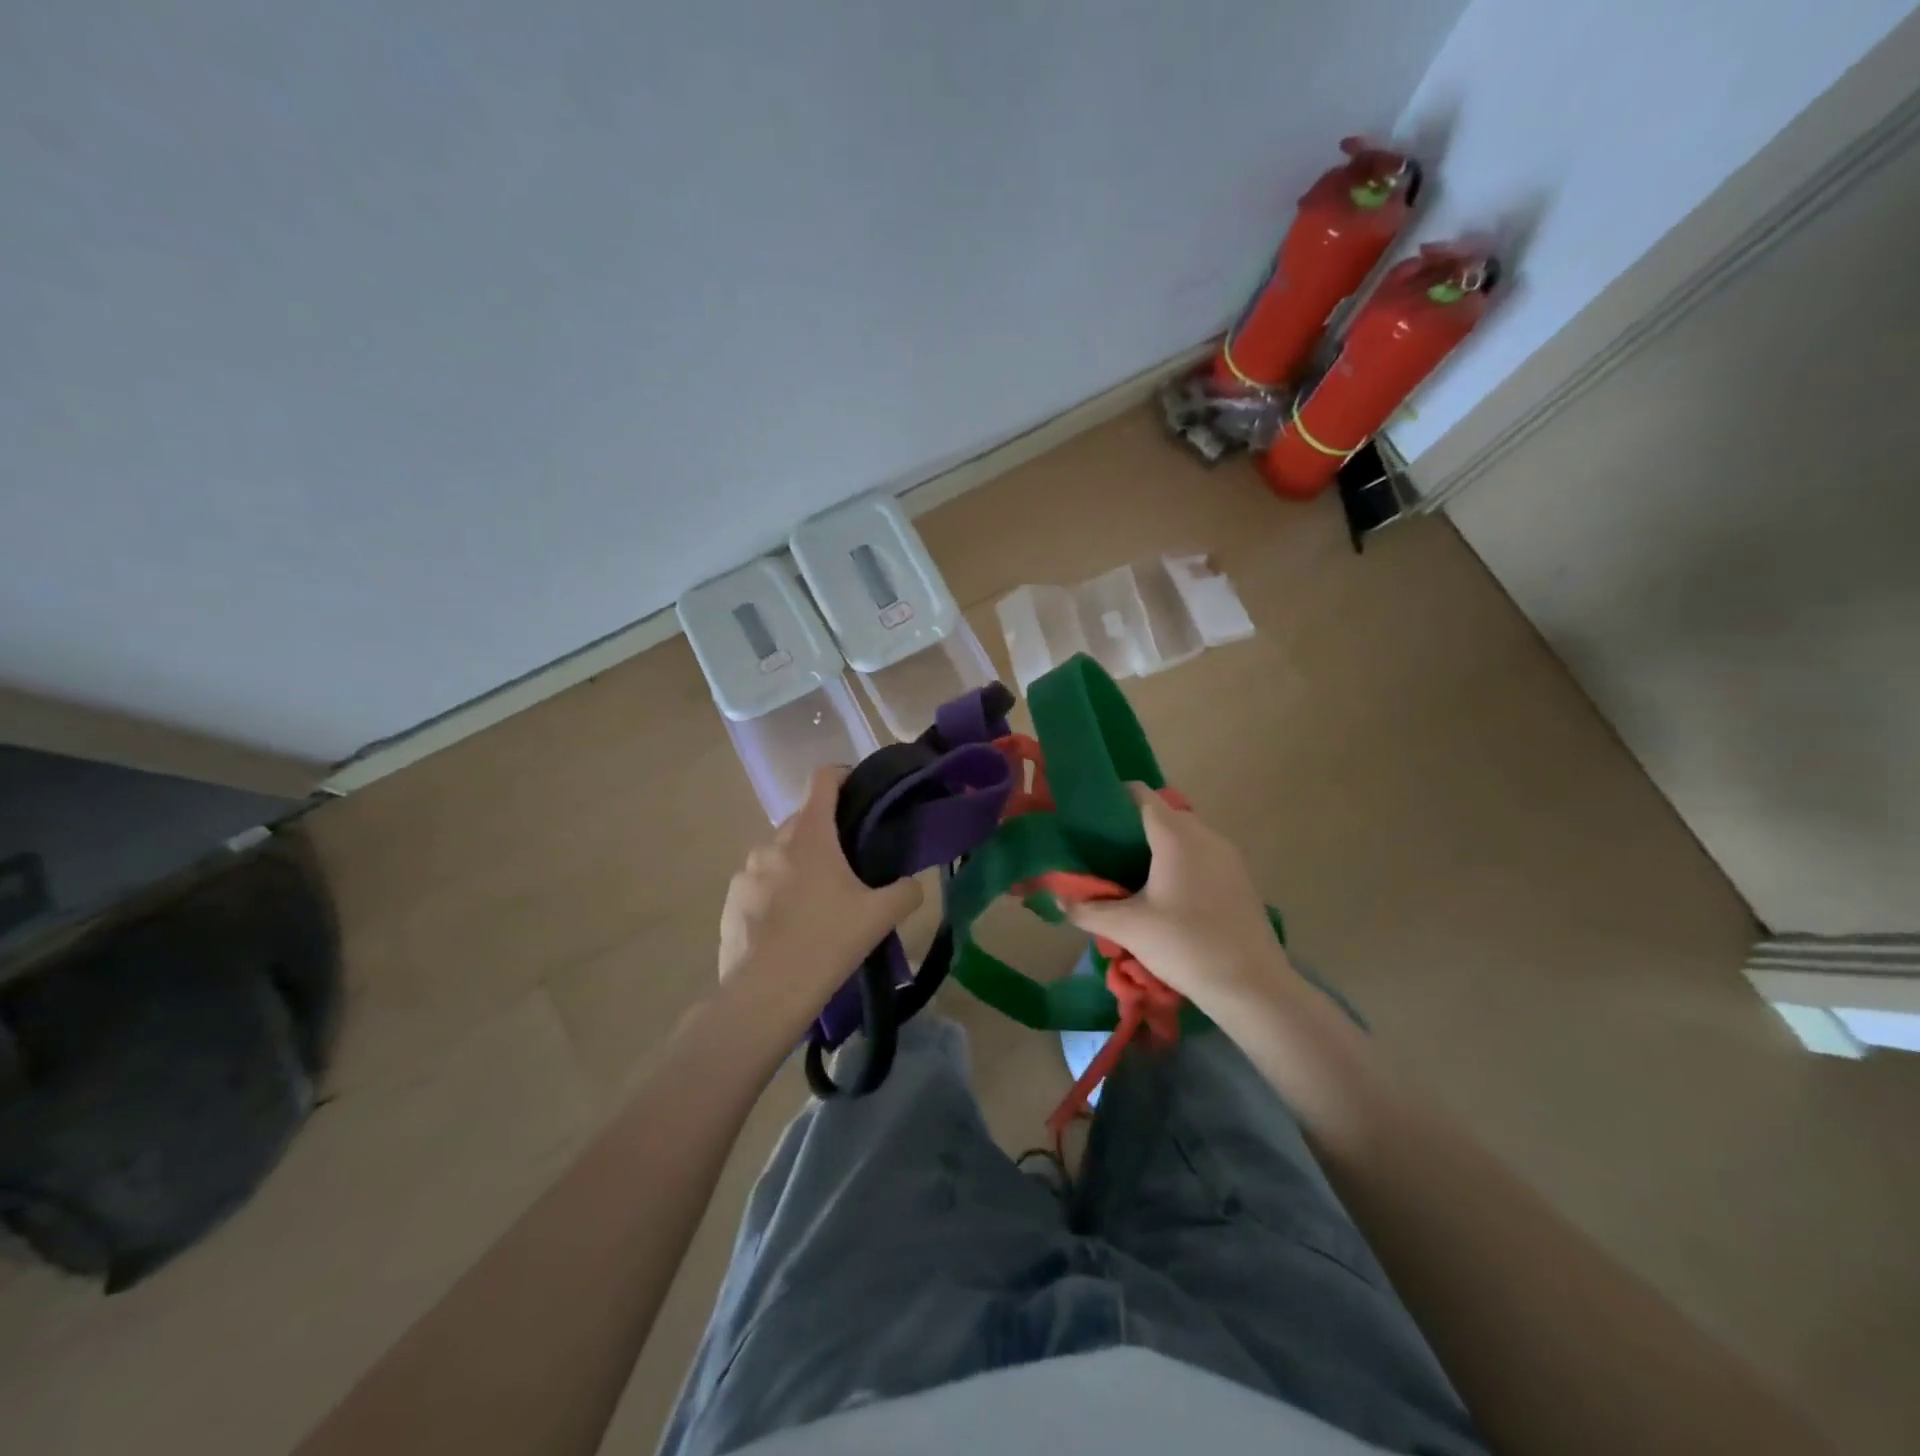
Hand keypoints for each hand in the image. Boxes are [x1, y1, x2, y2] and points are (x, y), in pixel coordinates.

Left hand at [717, 767, 922, 1022]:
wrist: (766, 994)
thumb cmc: (827, 942)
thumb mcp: (880, 917)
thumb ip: (905, 891)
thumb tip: (911, 884)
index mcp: (810, 835)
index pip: (823, 780)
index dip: (842, 776)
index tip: (858, 793)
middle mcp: (773, 843)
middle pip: (803, 821)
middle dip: (825, 834)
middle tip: (848, 864)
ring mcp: (746, 872)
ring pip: (779, 855)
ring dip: (798, 865)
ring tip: (816, 902)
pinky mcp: (730, 901)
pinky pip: (759, 885)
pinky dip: (775, 893)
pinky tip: (788, 927)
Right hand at [1066, 784, 1291, 1011]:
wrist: (1252, 986)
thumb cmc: (1185, 945)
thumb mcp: (1128, 928)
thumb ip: (1088, 910)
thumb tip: (1059, 899)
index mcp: (1176, 835)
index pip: (1141, 794)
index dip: (1113, 798)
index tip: (1090, 818)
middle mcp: (1205, 835)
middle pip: (1162, 814)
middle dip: (1132, 827)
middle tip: (1104, 852)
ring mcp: (1228, 856)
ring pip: (1184, 836)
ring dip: (1158, 847)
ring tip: (1131, 874)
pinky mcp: (1240, 878)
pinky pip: (1202, 855)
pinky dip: (1180, 862)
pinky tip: (1166, 894)